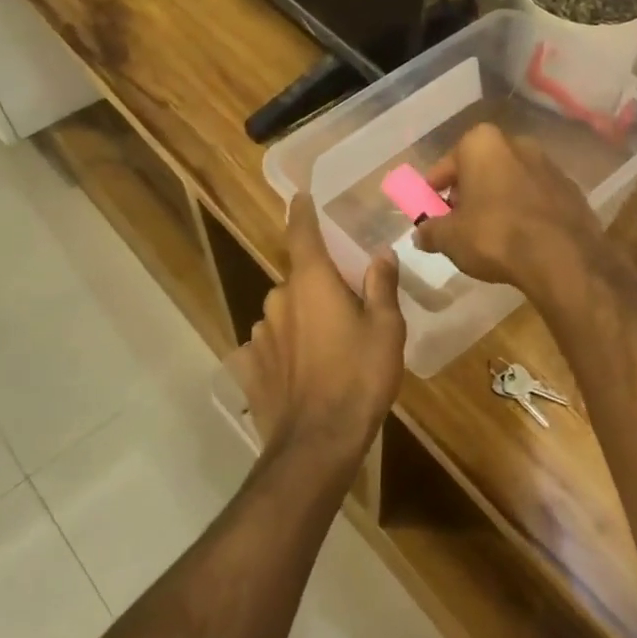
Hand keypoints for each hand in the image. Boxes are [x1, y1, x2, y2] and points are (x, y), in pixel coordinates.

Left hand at [234, 193, 406, 470]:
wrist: (318, 441)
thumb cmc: (359, 377)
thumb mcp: (386, 329)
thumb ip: (381, 287)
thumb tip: (381, 256)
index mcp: (312, 282)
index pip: (302, 233)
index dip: (302, 212)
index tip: (300, 196)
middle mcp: (278, 299)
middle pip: (299, 280)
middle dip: (318, 287)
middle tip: (346, 309)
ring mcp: (260, 333)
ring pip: (285, 313)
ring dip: (303, 320)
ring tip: (329, 349)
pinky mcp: (250, 365)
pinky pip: (271, 345)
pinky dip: (285, 349)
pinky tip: (303, 372)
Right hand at [413, 124, 615, 303]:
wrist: (563, 258)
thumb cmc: (495, 236)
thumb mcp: (449, 238)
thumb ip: (430, 232)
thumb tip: (421, 234)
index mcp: (482, 143)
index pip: (446, 164)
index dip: (434, 189)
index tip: (430, 209)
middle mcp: (517, 144)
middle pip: (481, 168)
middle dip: (468, 191)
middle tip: (457, 221)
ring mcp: (549, 165)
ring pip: (511, 181)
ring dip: (497, 200)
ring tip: (489, 233)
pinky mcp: (572, 191)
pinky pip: (536, 198)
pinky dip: (524, 211)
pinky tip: (519, 238)